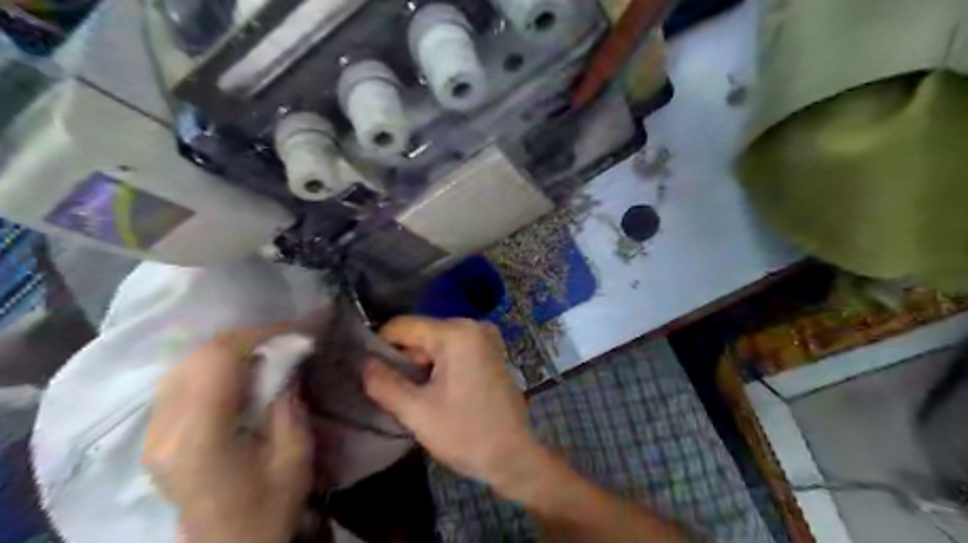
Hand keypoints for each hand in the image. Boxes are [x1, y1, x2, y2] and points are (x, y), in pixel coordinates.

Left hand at [142, 326, 312, 541]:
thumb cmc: (268, 508)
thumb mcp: (294, 455)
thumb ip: (289, 403)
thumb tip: (287, 359)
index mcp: (200, 438)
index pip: (217, 361)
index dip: (258, 335)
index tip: (296, 330)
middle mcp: (164, 430)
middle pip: (197, 357)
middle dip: (247, 338)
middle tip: (285, 338)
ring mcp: (152, 433)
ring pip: (185, 363)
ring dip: (229, 349)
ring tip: (267, 349)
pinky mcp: (155, 435)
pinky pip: (180, 380)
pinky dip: (213, 365)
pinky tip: (240, 370)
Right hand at [363, 315, 541, 494]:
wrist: (514, 456)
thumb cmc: (467, 434)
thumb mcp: (417, 412)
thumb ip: (384, 384)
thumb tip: (364, 363)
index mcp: (457, 333)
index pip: (402, 326)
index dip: (380, 348)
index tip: (372, 375)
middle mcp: (473, 326)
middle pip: (420, 335)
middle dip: (404, 361)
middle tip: (397, 393)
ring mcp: (485, 338)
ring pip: (435, 344)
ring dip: (421, 367)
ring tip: (417, 397)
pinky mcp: (490, 352)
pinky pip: (453, 351)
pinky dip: (439, 368)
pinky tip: (438, 393)